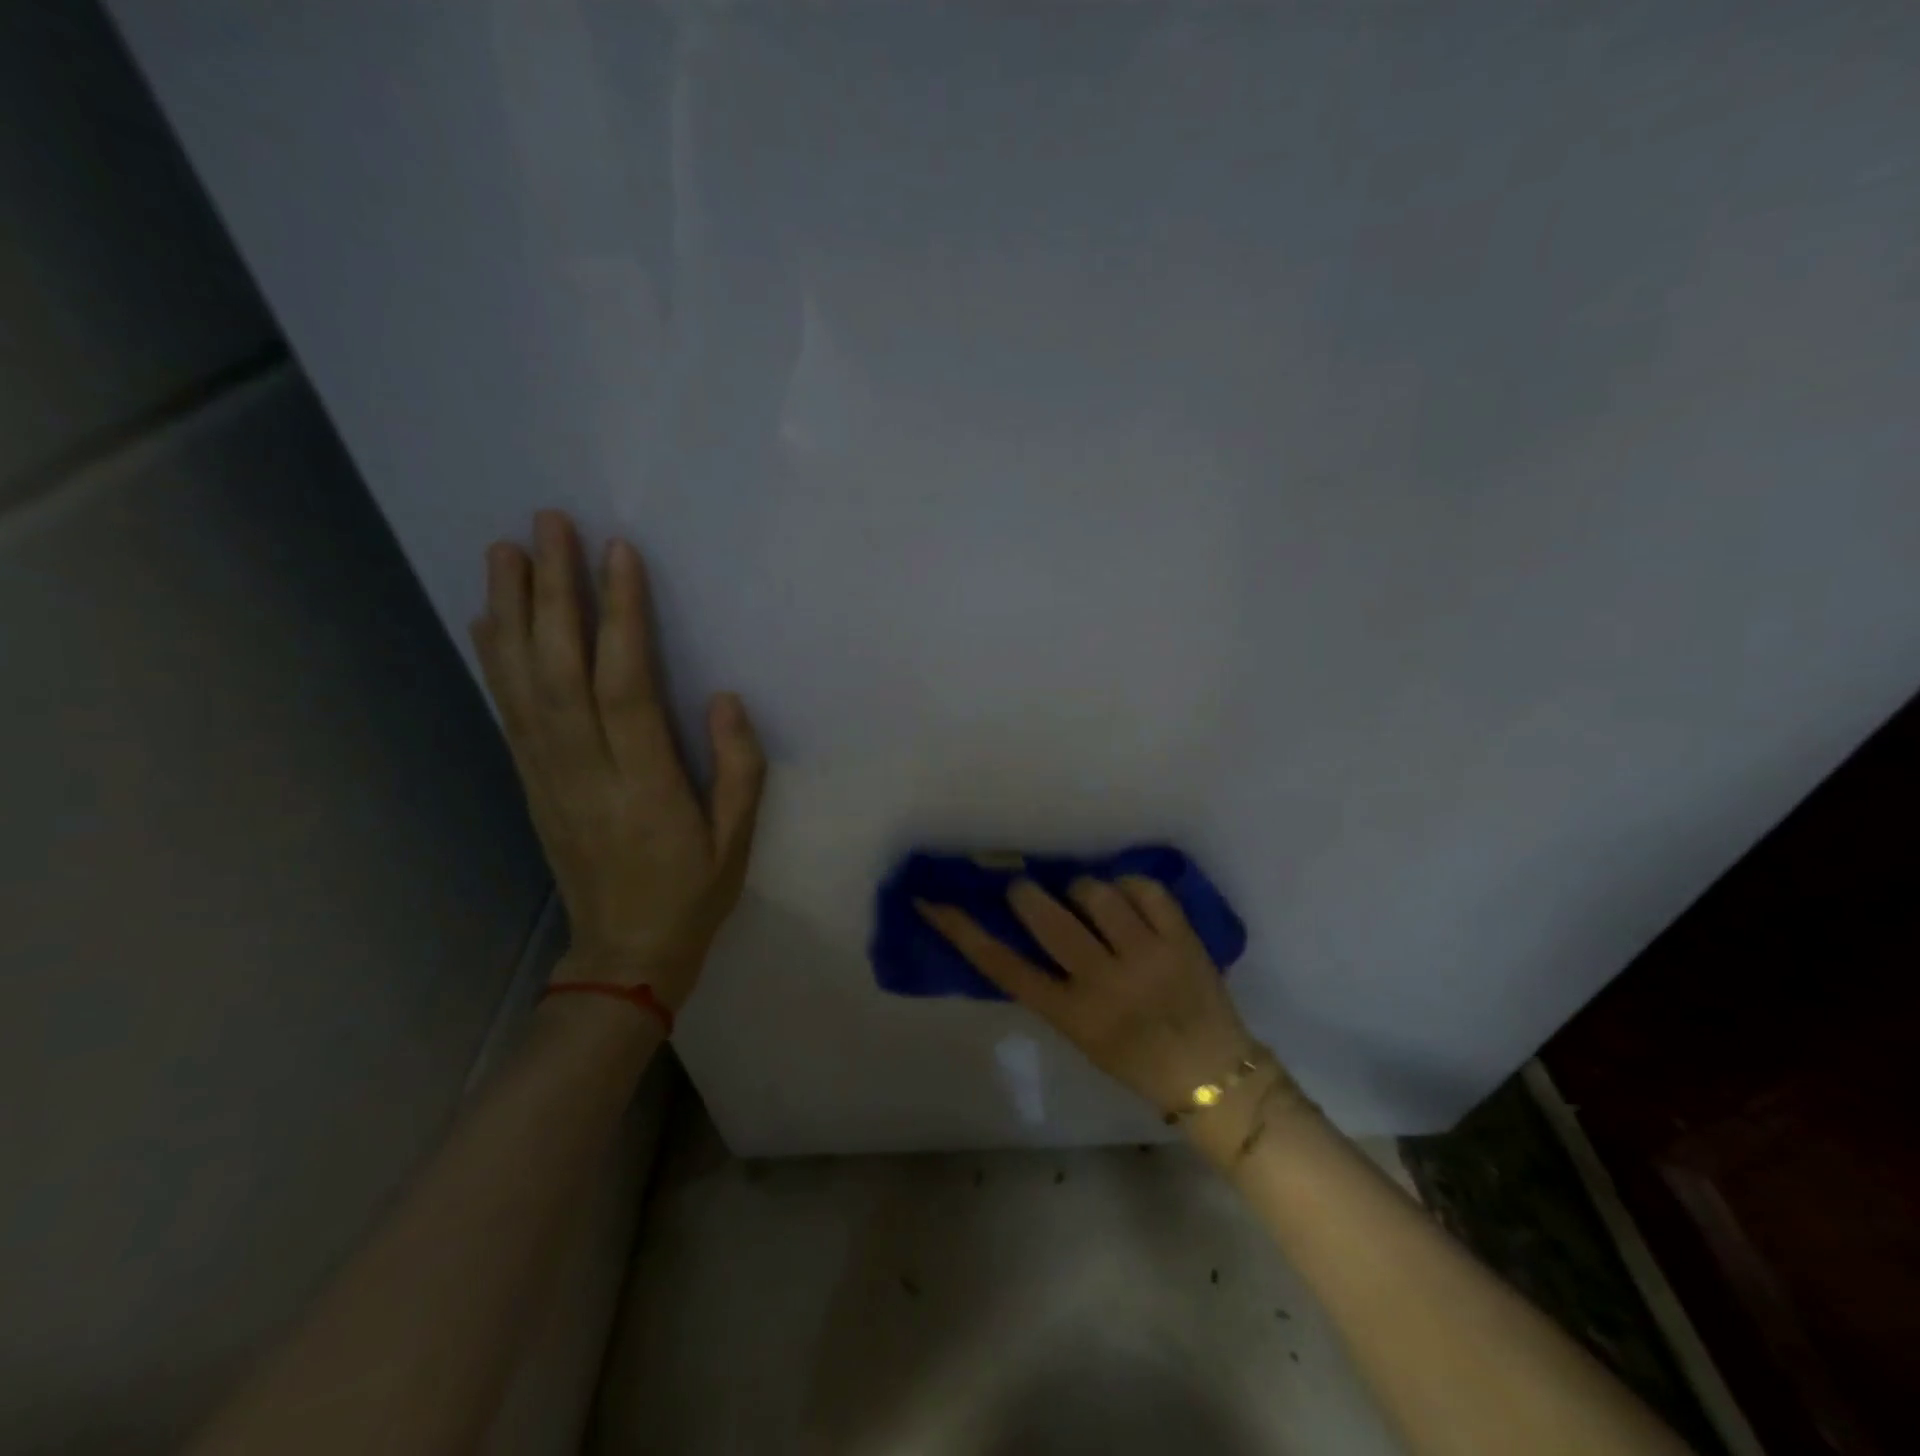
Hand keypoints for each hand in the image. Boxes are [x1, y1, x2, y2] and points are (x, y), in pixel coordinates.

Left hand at [470, 511, 764, 1006]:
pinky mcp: (530, 782)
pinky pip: (508, 713)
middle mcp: (586, 771)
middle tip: (548, 525)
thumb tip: (723, 697)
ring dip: (511, 613)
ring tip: (505, 551)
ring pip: (523, 684)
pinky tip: (488, 619)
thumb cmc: (693, 892)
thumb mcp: (738, 840)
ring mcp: (548, 776)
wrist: (623, 952)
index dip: (621, 618)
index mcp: (645, 785)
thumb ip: (739, 768)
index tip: (619, 554)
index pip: (625, 686)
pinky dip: (494, 660)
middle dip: (553, 593)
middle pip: (561, 671)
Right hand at [917, 878, 1279, 1123]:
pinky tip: (1129, 901)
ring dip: (1084, 890)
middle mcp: (1105, 982)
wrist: (1214, 1076)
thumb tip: (1025, 926)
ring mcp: (1147, 956)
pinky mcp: (1182, 938)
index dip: (963, 930)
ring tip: (1091, 901)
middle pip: (1046, 915)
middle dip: (1027, 894)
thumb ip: (1052, 985)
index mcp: (1072, 1015)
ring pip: (1095, 891)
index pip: (1003, 965)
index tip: (933, 900)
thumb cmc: (1137, 1061)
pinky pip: (1143, 887)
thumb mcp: (1081, 1033)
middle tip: (1028, 891)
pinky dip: (1129, 887)